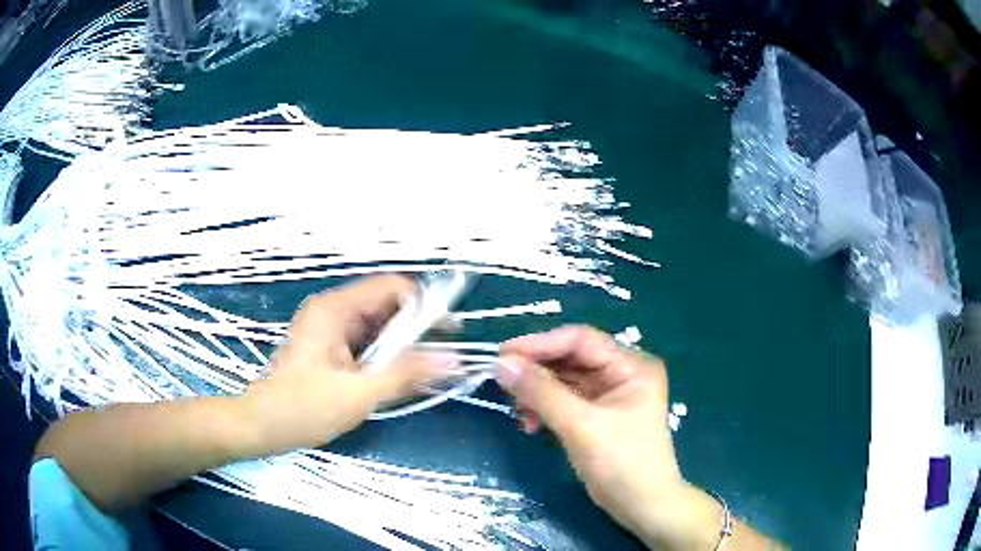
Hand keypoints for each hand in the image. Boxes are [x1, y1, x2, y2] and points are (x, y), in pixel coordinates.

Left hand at [243, 275, 454, 454]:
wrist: (263, 426)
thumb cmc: (304, 408)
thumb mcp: (359, 394)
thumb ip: (406, 374)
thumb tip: (454, 359)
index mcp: (335, 309)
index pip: (392, 288)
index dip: (425, 305)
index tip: (448, 334)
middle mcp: (332, 310)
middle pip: (386, 305)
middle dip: (416, 329)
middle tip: (440, 359)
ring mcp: (329, 329)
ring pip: (378, 326)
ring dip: (402, 346)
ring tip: (422, 373)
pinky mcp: (329, 347)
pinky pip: (367, 342)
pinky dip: (386, 357)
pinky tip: (397, 377)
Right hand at [498, 325, 723, 549]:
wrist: (642, 506)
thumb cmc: (622, 463)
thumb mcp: (581, 426)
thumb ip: (541, 393)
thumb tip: (501, 363)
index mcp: (631, 366)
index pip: (580, 340)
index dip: (540, 344)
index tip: (502, 355)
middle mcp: (622, 372)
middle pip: (571, 358)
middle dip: (536, 371)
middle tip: (503, 383)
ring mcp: (610, 394)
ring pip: (564, 380)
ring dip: (537, 393)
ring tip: (518, 412)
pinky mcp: (597, 414)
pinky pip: (564, 400)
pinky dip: (545, 408)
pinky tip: (530, 424)